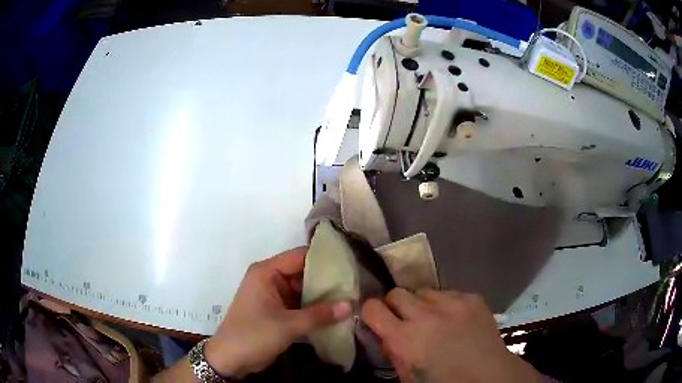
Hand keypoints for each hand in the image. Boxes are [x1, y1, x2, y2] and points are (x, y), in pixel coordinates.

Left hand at [205, 248, 351, 377]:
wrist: (231, 359)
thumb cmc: (254, 335)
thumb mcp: (288, 325)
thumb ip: (320, 315)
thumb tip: (351, 305)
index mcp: (267, 272)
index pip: (300, 256)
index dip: (324, 258)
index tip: (350, 262)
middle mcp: (270, 279)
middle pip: (303, 272)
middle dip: (328, 279)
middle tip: (356, 282)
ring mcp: (274, 296)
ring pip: (304, 290)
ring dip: (323, 296)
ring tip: (352, 296)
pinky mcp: (278, 311)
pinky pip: (300, 304)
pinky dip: (316, 308)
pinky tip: (337, 312)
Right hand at [362, 288, 539, 382]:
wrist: (487, 376)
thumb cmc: (442, 382)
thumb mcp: (406, 375)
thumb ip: (392, 350)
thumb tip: (385, 332)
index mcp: (404, 339)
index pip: (372, 308)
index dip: (371, 312)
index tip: (376, 318)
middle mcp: (425, 315)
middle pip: (396, 293)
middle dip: (396, 305)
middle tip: (405, 319)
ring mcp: (451, 303)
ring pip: (423, 291)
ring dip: (422, 304)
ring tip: (434, 319)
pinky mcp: (471, 298)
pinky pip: (448, 292)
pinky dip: (445, 304)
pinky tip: (454, 319)